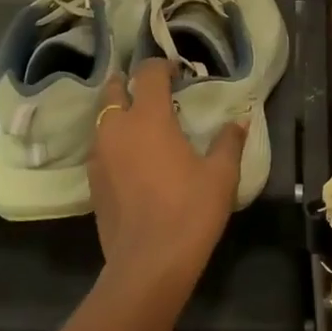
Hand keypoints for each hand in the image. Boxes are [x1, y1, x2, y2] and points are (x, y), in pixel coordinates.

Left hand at [88, 59, 245, 292]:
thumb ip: (228, 142)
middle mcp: (116, 128)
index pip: (148, 73)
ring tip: (143, 125)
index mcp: (148, 118)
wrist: (148, 264)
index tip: (178, 73)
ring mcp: (99, 155)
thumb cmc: (189, 211)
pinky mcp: (92, 181)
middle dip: (130, 83)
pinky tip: (132, 158)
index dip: (163, 66)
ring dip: (119, 112)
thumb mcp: (220, 175)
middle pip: (113, 89)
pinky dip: (113, 141)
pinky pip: (100, 146)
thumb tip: (239, 121)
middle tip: (153, 93)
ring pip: (103, 118)